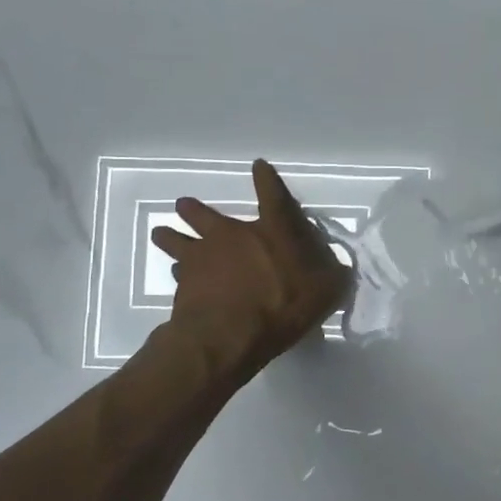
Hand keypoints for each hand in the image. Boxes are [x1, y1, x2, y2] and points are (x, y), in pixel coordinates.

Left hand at [145, 159, 349, 380]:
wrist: (229, 335)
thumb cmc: (284, 304)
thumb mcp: (326, 290)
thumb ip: (332, 275)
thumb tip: (339, 268)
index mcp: (273, 231)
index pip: (272, 195)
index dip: (266, 179)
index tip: (258, 165)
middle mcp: (233, 236)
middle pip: (205, 215)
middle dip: (194, 209)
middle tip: (183, 204)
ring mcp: (202, 258)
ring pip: (178, 240)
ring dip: (170, 236)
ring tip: (161, 232)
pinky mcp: (183, 285)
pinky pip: (179, 273)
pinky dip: (179, 274)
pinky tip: (177, 277)